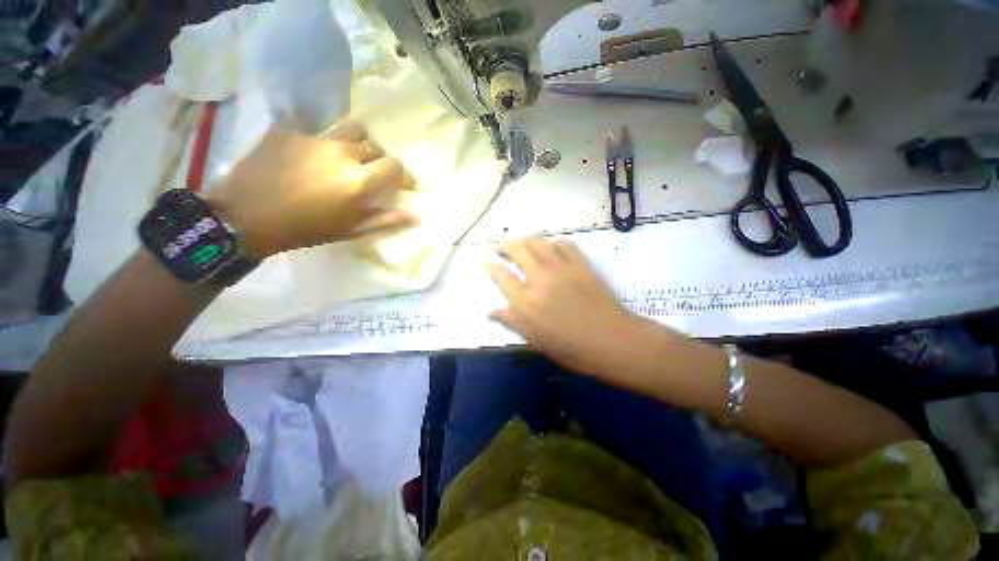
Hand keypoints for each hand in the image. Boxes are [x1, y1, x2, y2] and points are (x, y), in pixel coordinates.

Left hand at [207, 120, 416, 258]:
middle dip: (378, 160)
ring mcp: (314, 138)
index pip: (394, 166)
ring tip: (347, 154)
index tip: (401, 184)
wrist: (245, 217)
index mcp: (359, 181)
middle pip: (374, 146)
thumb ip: (386, 220)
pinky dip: (322, 142)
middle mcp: (342, 153)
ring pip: (350, 128)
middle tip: (369, 172)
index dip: (402, 175)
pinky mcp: (289, 130)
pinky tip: (311, 156)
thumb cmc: (306, 229)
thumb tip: (415, 216)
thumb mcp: (351, 230)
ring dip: (357, 141)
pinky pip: (316, 130)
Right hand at [487, 236, 656, 376]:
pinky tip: (551, 246)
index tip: (486, 260)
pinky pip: (565, 244)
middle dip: (504, 245)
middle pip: (517, 251)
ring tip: (520, 242)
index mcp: (526, 303)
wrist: (613, 341)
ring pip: (538, 242)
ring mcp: (562, 268)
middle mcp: (540, 280)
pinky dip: (553, 242)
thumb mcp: (536, 341)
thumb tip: (490, 312)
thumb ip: (512, 322)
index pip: (501, 276)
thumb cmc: (572, 349)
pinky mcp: (581, 264)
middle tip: (499, 246)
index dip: (491, 266)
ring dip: (525, 239)